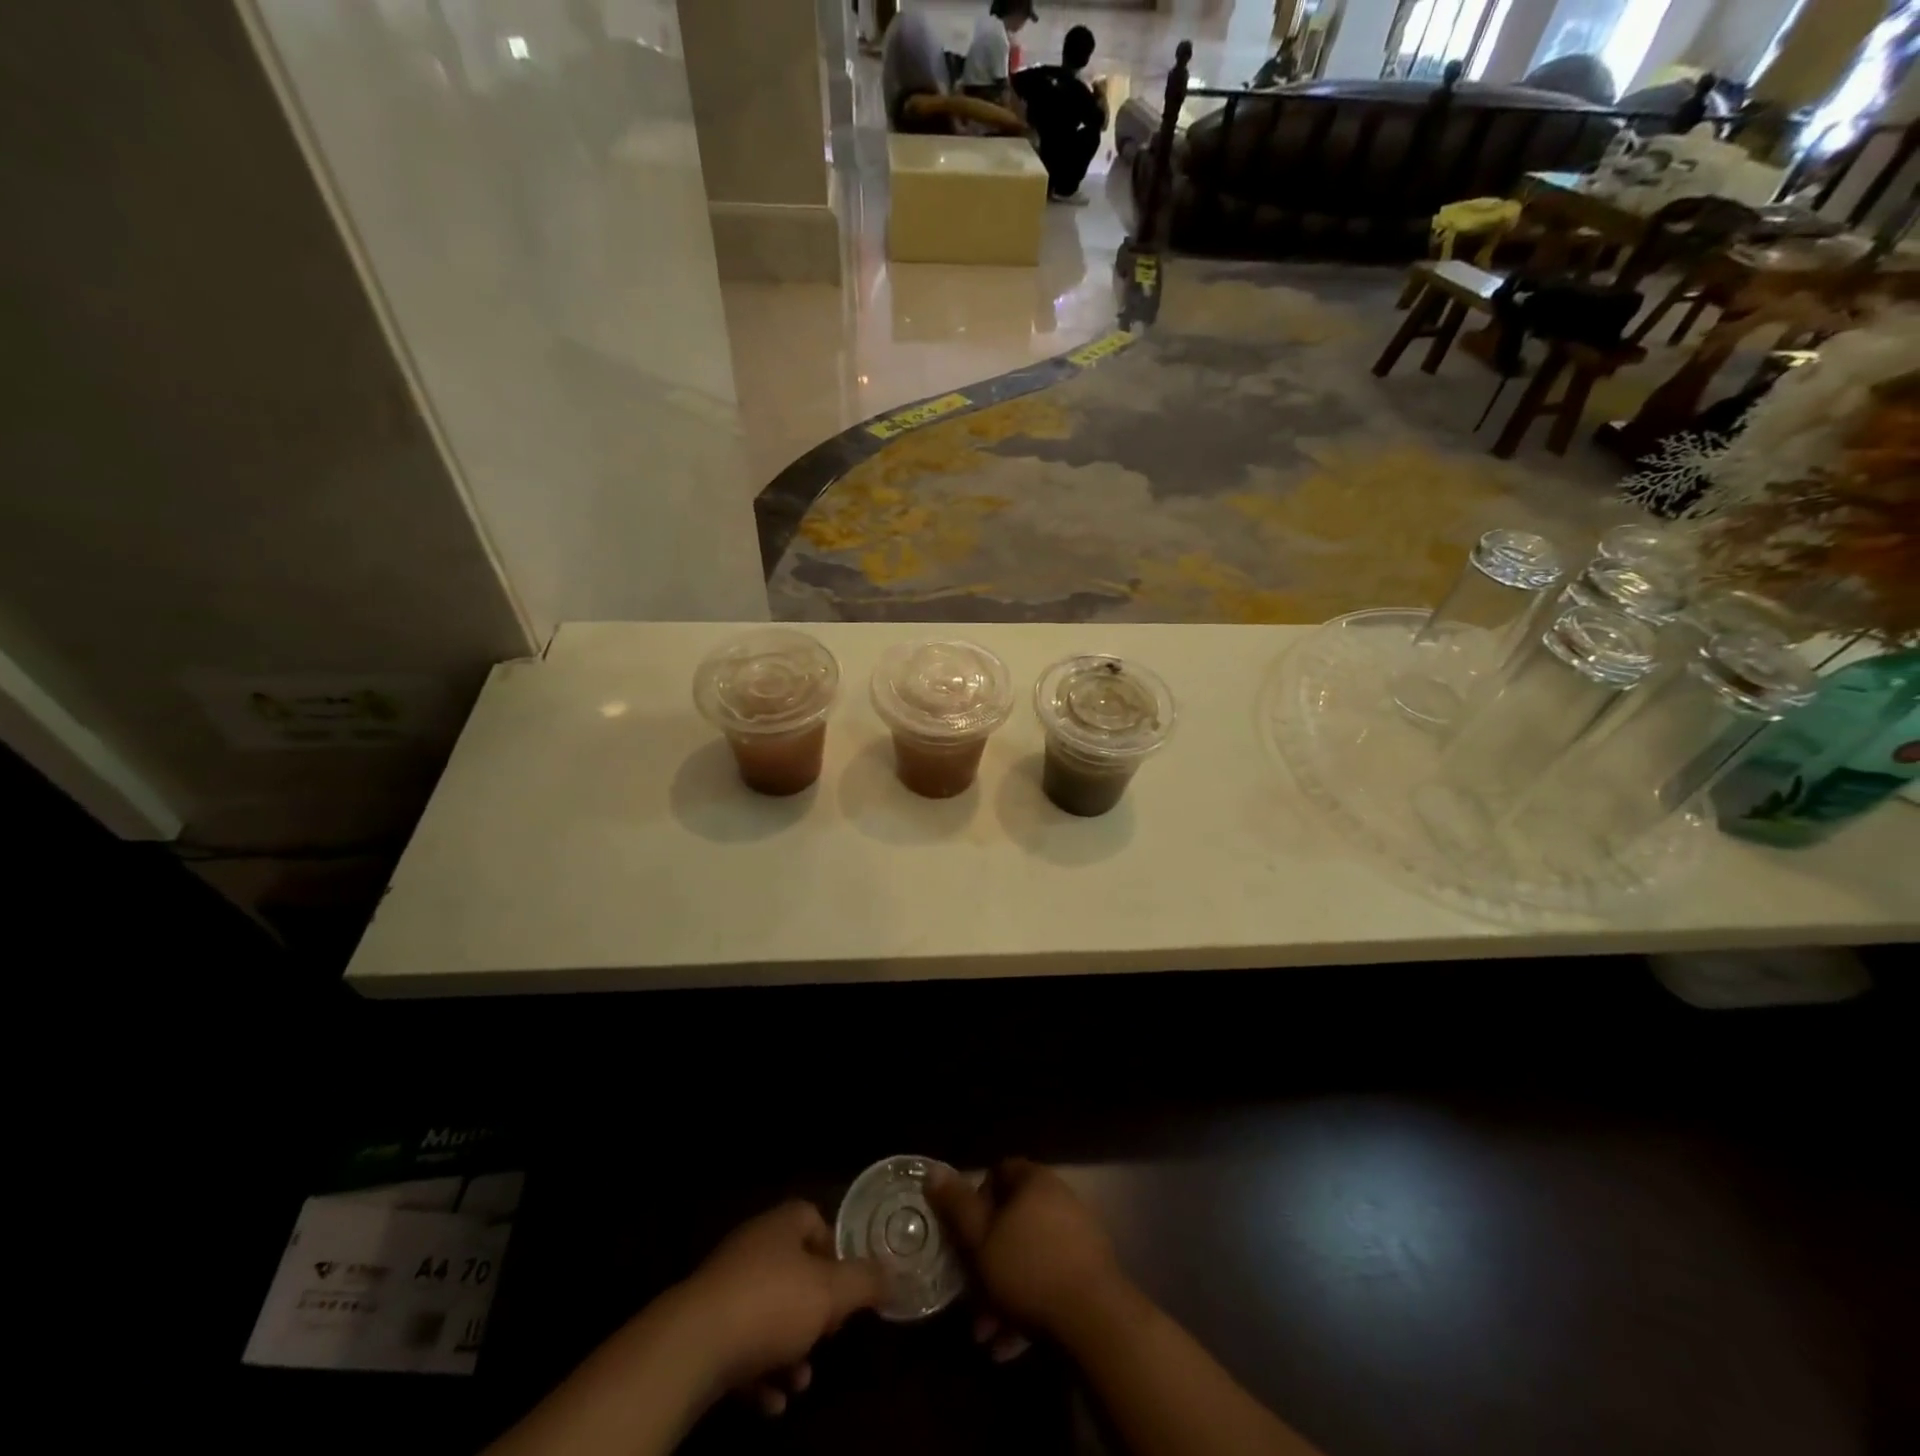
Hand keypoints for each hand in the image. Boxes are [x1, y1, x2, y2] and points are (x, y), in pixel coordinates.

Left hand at [671, 1201, 883, 1414]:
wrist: (692, 1347)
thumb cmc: (771, 1305)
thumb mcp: (832, 1293)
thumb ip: (866, 1282)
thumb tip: (892, 1275)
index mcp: (782, 1225)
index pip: (814, 1219)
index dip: (835, 1250)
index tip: (849, 1286)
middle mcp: (753, 1248)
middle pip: (794, 1273)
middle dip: (814, 1312)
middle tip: (829, 1338)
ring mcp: (725, 1289)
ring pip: (769, 1316)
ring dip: (789, 1350)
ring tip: (801, 1381)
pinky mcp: (704, 1330)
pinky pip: (742, 1348)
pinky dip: (760, 1374)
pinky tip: (771, 1402)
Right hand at [927, 1159, 1122, 1346]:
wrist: (1096, 1320)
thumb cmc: (1029, 1270)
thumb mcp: (980, 1239)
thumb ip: (956, 1206)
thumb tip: (933, 1170)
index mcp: (1034, 1181)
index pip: (999, 1172)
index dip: (976, 1198)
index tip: (962, 1232)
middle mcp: (1059, 1199)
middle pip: (1013, 1221)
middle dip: (987, 1260)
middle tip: (969, 1294)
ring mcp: (1078, 1236)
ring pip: (1029, 1258)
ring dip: (1003, 1293)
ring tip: (985, 1333)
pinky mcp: (1089, 1273)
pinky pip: (1050, 1282)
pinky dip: (1028, 1307)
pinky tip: (1009, 1346)